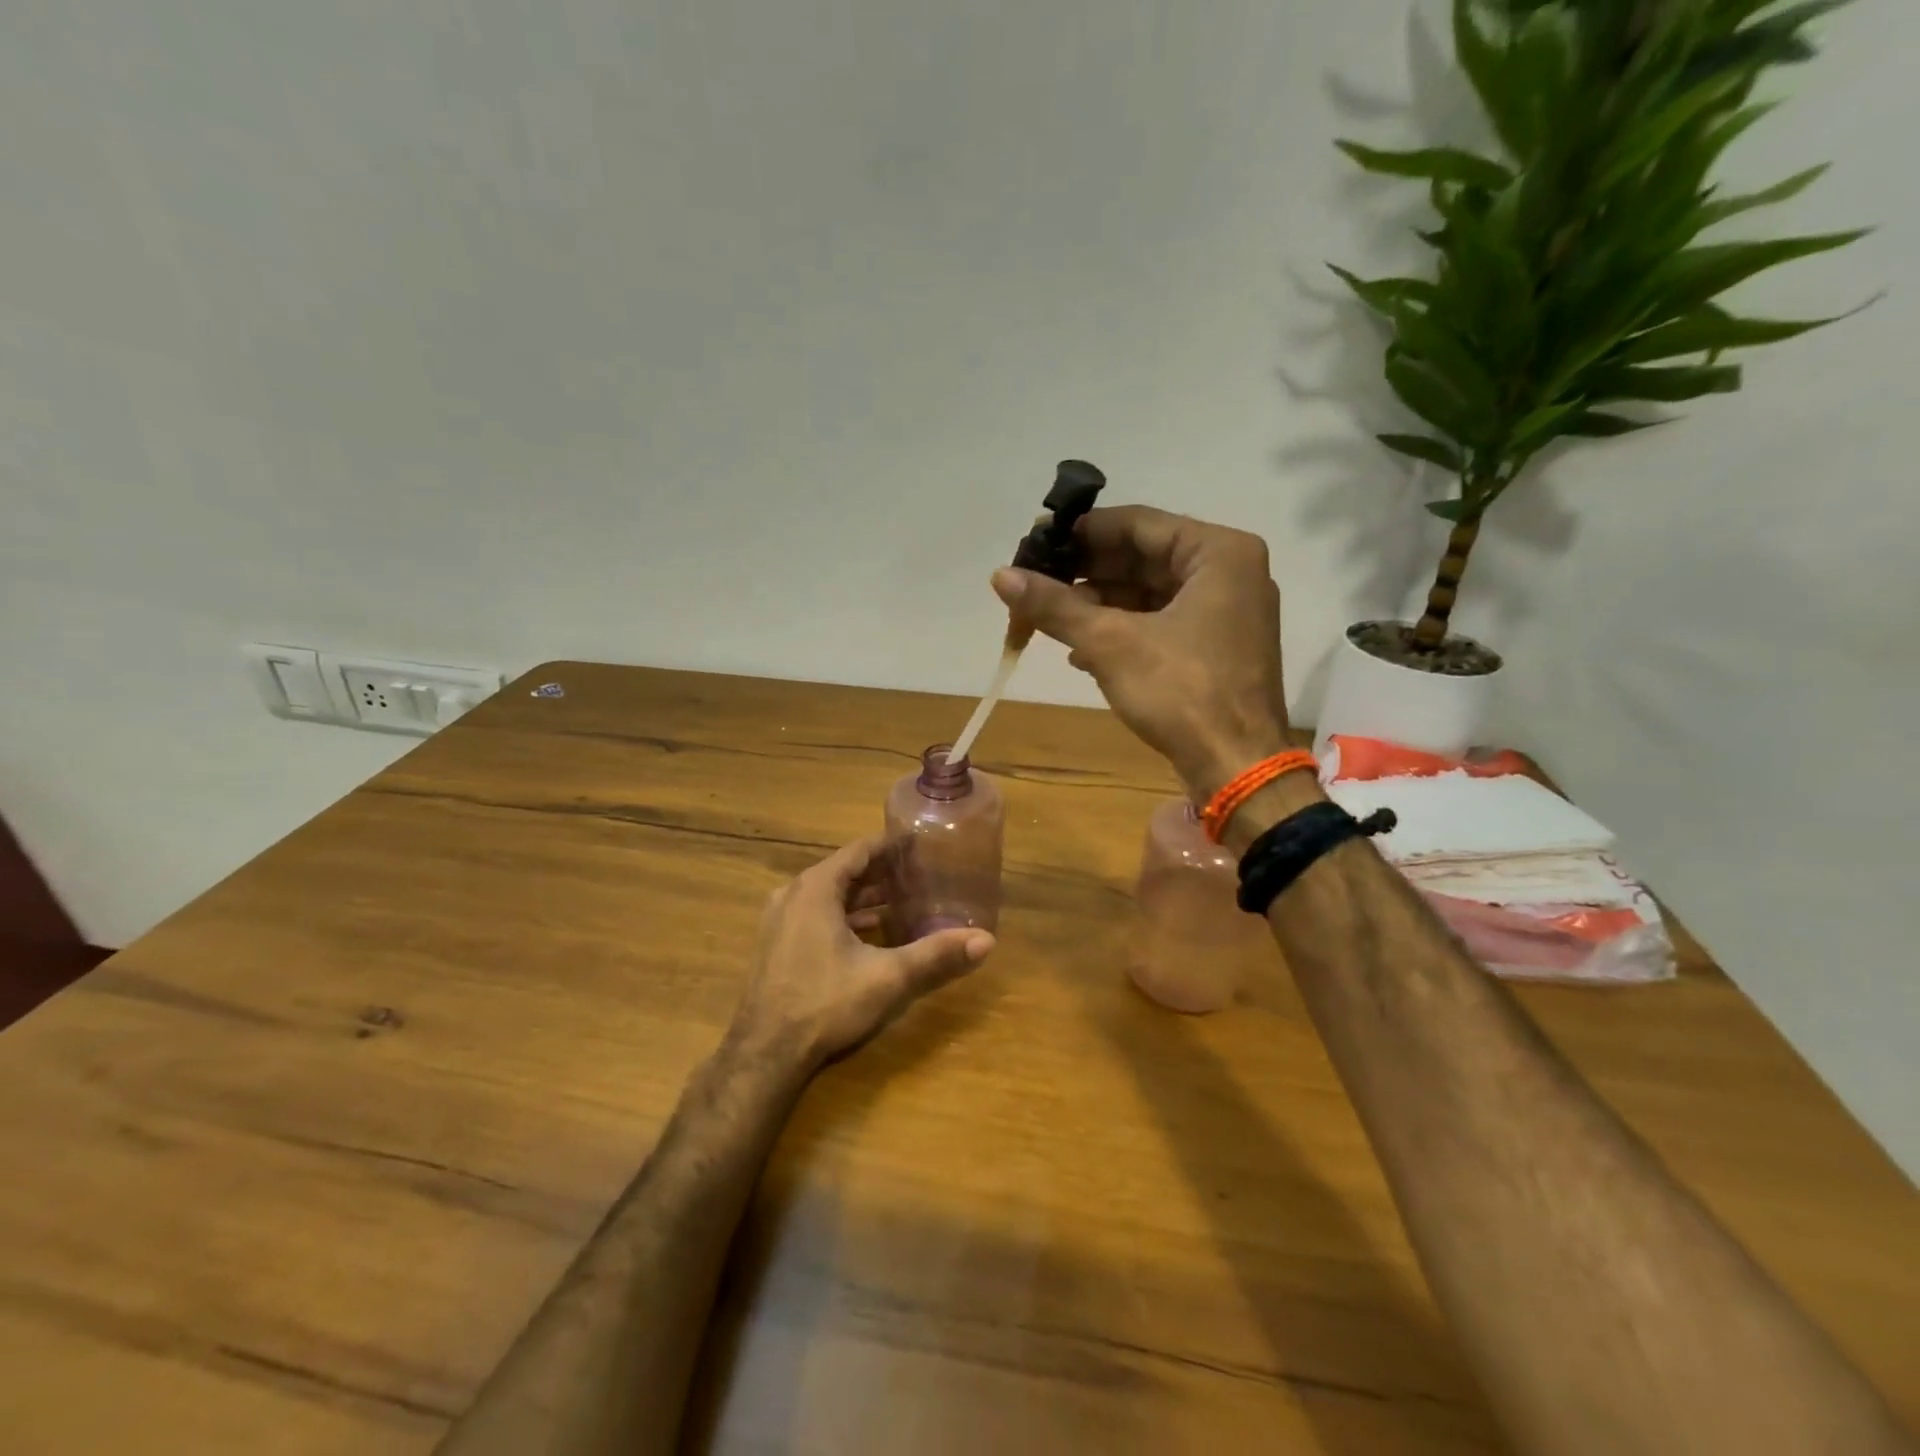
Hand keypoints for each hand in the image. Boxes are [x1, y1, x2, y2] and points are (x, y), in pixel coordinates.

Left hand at [731, 835, 995, 1072]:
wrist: (765, 1053)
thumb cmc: (825, 1003)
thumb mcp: (888, 977)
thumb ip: (935, 955)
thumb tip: (987, 941)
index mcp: (816, 888)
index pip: (860, 850)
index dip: (892, 846)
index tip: (921, 844)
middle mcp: (794, 894)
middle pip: (845, 871)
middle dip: (882, 872)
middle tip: (920, 874)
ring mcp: (780, 919)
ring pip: (830, 894)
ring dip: (864, 896)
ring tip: (903, 901)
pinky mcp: (777, 943)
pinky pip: (816, 914)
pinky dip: (845, 915)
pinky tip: (871, 932)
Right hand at [992, 505, 1290, 799]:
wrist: (1236, 767)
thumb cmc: (1182, 693)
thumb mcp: (1110, 643)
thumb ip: (1055, 605)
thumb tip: (1000, 576)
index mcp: (1218, 553)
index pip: (1137, 524)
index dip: (1081, 533)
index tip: (1034, 543)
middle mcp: (1228, 573)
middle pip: (1142, 558)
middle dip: (1085, 574)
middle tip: (1033, 582)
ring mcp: (1225, 612)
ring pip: (1148, 593)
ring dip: (1097, 605)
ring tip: (1046, 618)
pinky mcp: (1215, 648)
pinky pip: (1159, 622)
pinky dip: (1120, 631)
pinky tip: (1078, 651)